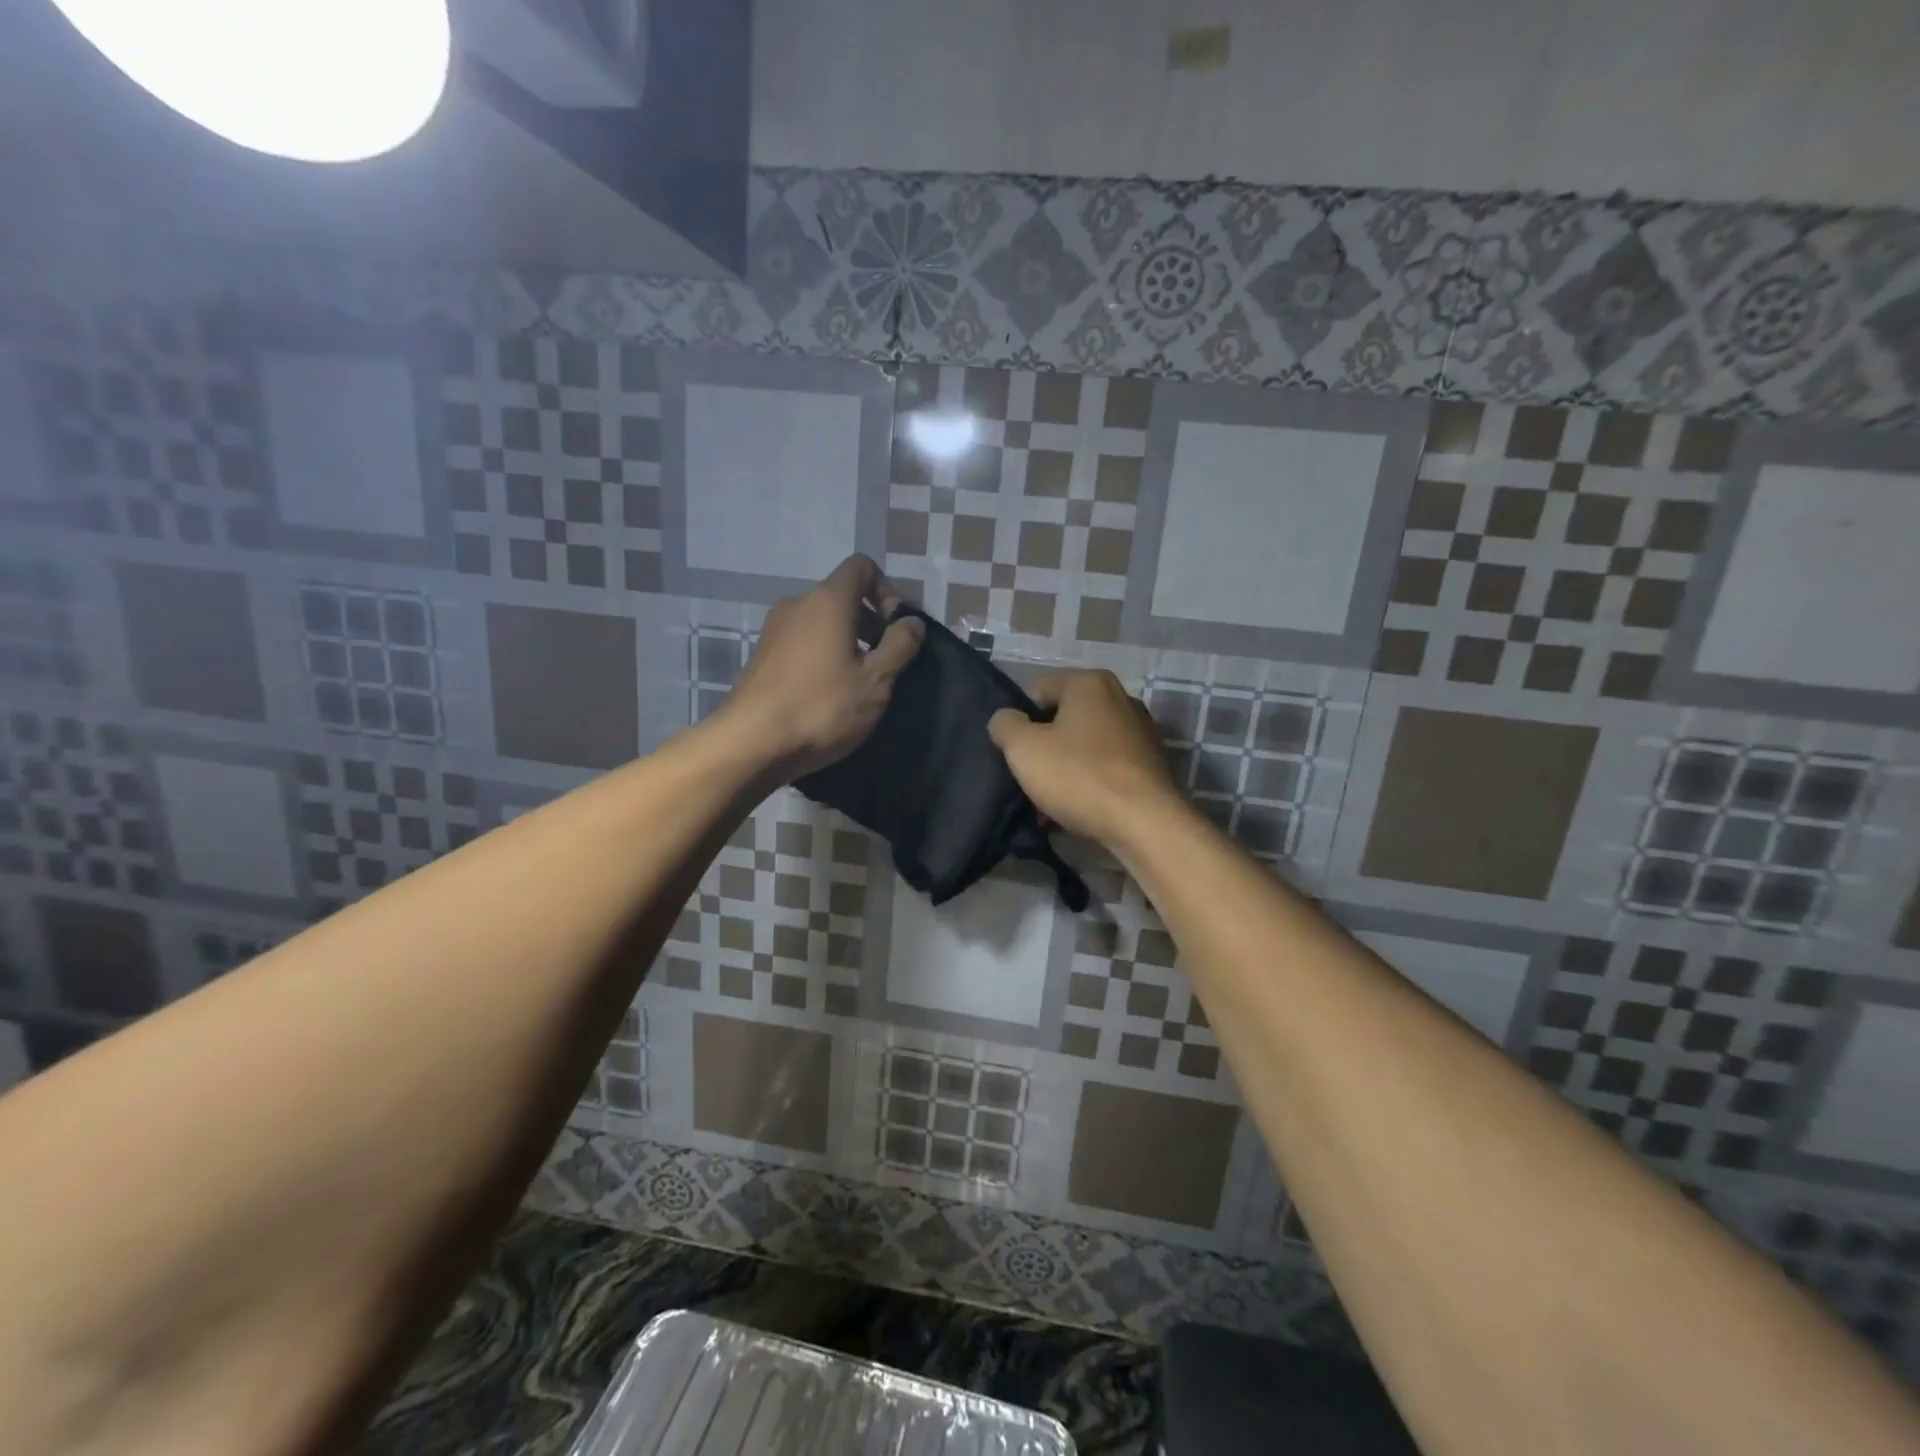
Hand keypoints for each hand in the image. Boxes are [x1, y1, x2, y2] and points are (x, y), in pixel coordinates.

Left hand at [718, 555, 924, 777]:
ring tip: (860, 683)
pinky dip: (824, 656)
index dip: (888, 591)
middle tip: (887, 662)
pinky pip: (803, 643)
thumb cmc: (821, 707)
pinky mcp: (762, 657)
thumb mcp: (876, 681)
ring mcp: (774, 630)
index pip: (862, 567)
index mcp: (828, 600)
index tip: (898, 629)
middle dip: (871, 623)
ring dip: (848, 643)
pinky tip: (830, 695)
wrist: (751, 744)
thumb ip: (900, 645)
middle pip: (843, 596)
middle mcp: (797, 604)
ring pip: (822, 622)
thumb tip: (912, 622)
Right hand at [987, 670, 1180, 849]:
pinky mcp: (1152, 765)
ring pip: (1084, 746)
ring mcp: (1141, 732)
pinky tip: (1080, 809)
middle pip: (1063, 718)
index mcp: (1090, 683)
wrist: (1144, 824)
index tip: (1016, 753)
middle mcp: (1120, 698)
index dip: (1019, 721)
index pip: (1037, 691)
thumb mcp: (1023, 748)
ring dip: (1065, 769)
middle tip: (1031, 778)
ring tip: (1052, 802)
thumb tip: (1006, 720)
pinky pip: (1107, 768)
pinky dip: (1090, 783)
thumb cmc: (1079, 776)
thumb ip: (1004, 725)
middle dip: (1044, 747)